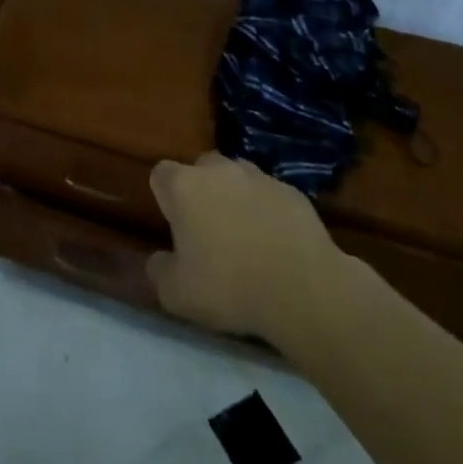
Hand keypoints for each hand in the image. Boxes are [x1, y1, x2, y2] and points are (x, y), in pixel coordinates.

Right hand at [146, 152, 345, 351]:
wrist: (304, 290)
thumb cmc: (230, 287)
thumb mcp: (177, 294)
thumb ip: (159, 271)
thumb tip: (158, 260)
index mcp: (183, 186)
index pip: (161, 174)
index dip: (165, 198)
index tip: (175, 226)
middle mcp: (217, 170)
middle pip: (201, 169)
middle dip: (202, 191)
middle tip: (209, 230)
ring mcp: (258, 177)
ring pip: (237, 177)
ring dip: (236, 197)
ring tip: (246, 236)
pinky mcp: (292, 192)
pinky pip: (271, 195)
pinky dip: (269, 211)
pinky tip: (277, 243)